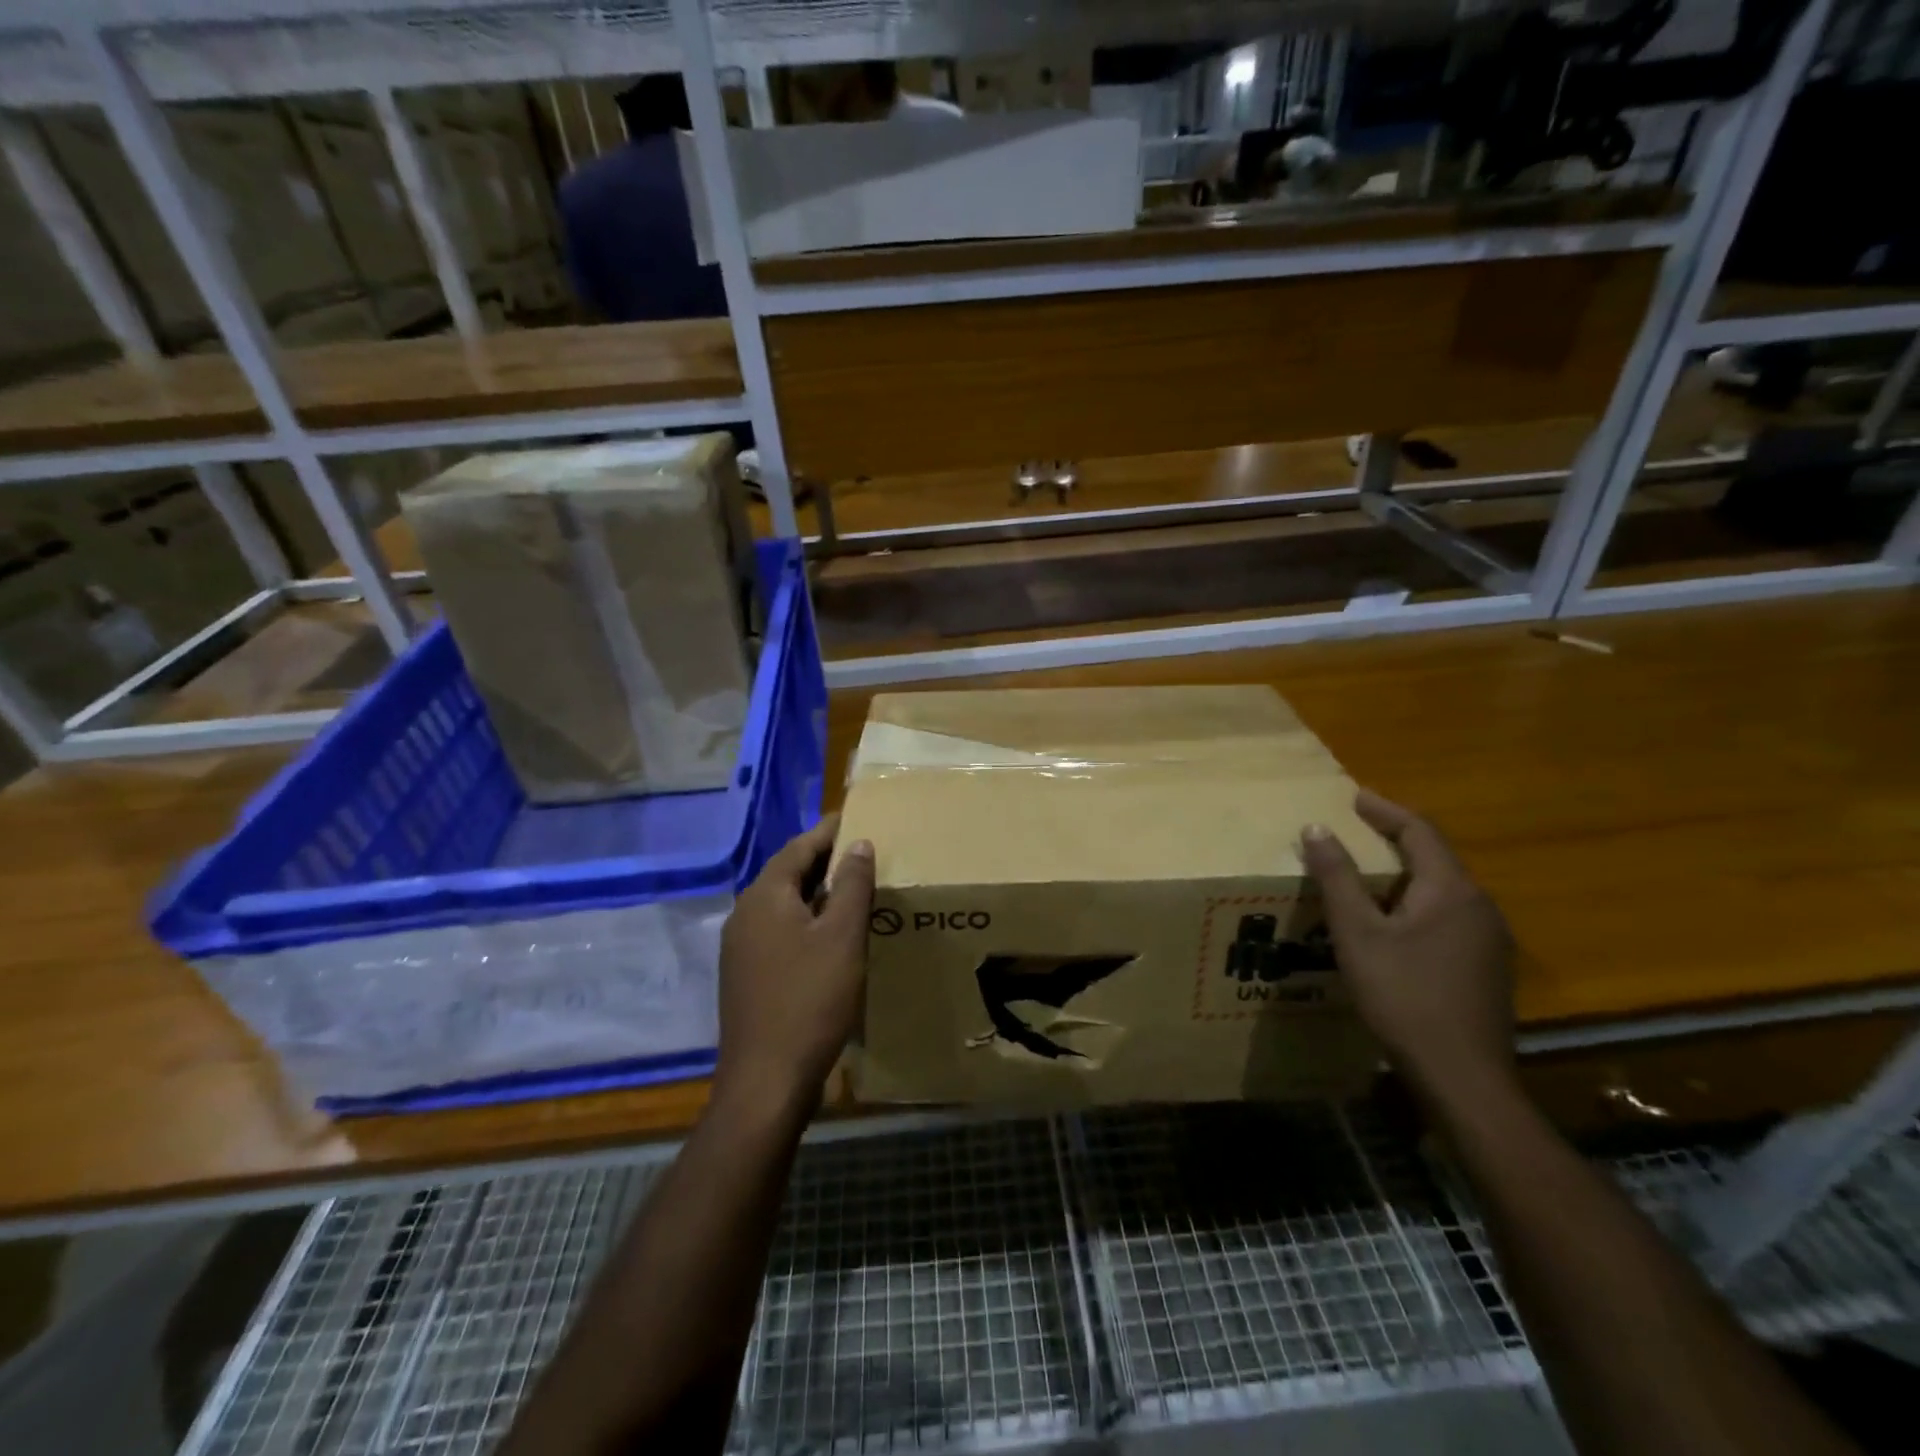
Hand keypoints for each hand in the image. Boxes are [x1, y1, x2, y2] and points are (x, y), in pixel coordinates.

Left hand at [714, 816, 874, 1116]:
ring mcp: (740, 947)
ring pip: (782, 904)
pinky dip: (804, 920)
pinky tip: (827, 935)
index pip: (799, 848)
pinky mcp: (744, 975)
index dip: (828, 832)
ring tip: (850, 888)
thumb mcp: (842, 936)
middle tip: (859, 851)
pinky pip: (777, 930)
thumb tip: (858, 843)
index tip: (854, 817)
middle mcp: (745, 914)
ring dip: (814, 892)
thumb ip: (851, 885)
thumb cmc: (810, 999)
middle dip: (822, 860)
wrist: (766, 1080)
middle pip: (786, 873)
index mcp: (765, 896)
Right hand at [1300, 791, 1516, 1107]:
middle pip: (1435, 859)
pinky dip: (1415, 905)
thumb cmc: (1404, 997)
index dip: (1385, 810)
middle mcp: (1480, 907)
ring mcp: (1489, 941)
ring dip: (1404, 875)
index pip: (1420, 832)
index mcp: (1452, 891)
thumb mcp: (1358, 933)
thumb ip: (1338, 878)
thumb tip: (1317, 828)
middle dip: (1395, 840)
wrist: (1463, 1078)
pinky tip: (1392, 926)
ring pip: (1442, 891)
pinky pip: (1448, 918)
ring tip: (1366, 876)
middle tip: (1356, 831)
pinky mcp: (1486, 969)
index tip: (1354, 796)